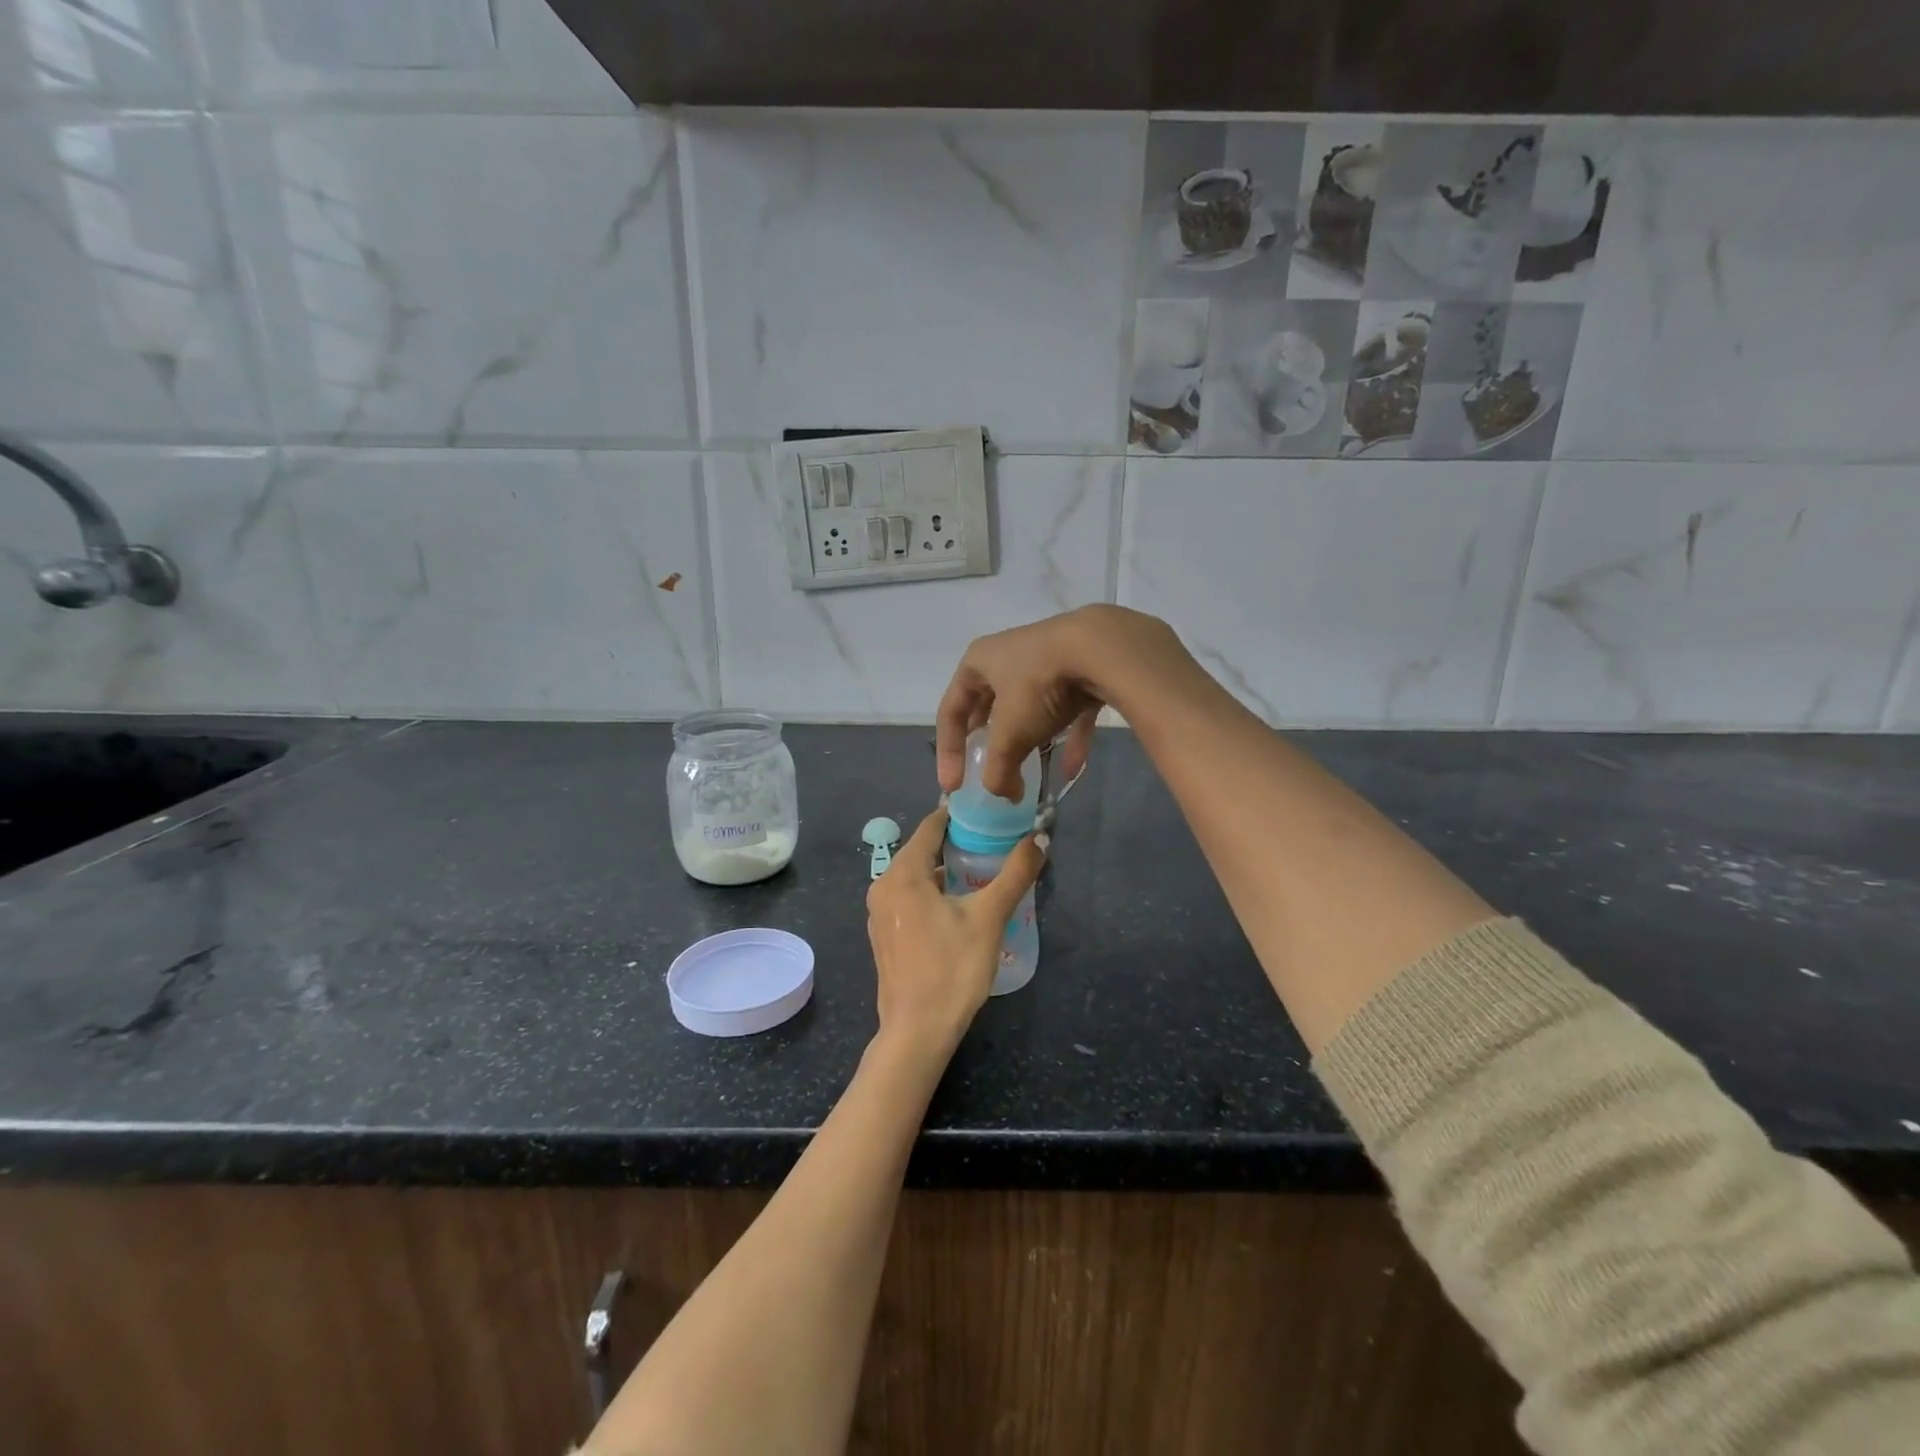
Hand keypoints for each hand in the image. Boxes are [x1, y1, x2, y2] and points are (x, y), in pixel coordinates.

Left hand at [865, 807, 1044, 1058]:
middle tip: (994, 843)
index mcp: (902, 874)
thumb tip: (1040, 838)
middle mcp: (883, 887)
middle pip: (922, 851)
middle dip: (957, 845)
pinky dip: (933, 894)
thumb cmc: (952, 969)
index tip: (988, 812)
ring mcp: (880, 914)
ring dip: (946, 872)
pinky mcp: (885, 937)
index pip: (930, 827)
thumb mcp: (989, 917)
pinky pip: (910, 900)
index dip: (959, 816)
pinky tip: (960, 907)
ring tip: (983, 874)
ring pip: (916, 878)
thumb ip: (1015, 874)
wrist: (917, 1032)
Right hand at [935, 605, 1195, 801]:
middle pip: (989, 707)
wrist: (1101, 649)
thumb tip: (1005, 795)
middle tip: (988, 772)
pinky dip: (1067, 741)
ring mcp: (1047, 661)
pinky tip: (1071, 771)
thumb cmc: (1038, 686)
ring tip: (1027, 773)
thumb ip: (999, 770)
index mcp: (978, 662)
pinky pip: (1069, 711)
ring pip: (1029, 708)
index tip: (954, 787)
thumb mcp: (1010, 734)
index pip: (950, 711)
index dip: (948, 752)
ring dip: (1028, 742)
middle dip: (989, 744)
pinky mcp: (1082, 669)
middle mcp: (1008, 656)